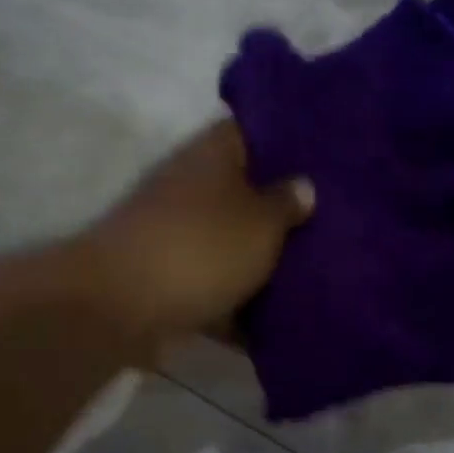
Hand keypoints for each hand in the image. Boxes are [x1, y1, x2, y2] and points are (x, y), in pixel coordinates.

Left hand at [81, 121, 312, 344]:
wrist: (121, 306)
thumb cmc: (201, 248)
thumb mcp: (261, 223)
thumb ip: (287, 203)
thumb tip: (303, 185)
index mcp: (212, 153)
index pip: (254, 130)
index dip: (290, 140)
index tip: (327, 158)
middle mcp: (189, 185)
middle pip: (243, 190)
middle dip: (281, 209)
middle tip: (333, 221)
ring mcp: (174, 232)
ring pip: (229, 240)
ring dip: (260, 257)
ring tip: (315, 270)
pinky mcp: (166, 278)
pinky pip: (212, 285)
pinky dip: (236, 303)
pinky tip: (275, 322)